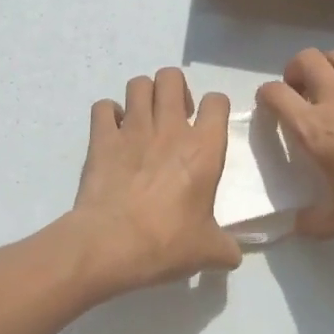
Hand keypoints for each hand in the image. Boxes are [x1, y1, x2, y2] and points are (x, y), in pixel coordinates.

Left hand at [71, 67, 242, 291]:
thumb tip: (233, 256)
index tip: (208, 124)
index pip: (217, 102)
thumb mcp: (207, 251)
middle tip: (173, 116)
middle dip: (174, 89)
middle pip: (171, 77)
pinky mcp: (101, 138)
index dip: (214, 107)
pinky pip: (103, 107)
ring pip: (138, 84)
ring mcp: (132, 129)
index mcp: (204, 149)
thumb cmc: (166, 243)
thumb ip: (225, 248)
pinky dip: (108, 114)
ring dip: (142, 96)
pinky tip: (112, 132)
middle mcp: (170, 128)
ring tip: (143, 119)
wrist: (111, 244)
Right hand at [256, 48, 333, 239]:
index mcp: (316, 129)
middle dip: (294, 71)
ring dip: (325, 66)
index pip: (276, 94)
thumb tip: (295, 225)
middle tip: (299, 93)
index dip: (266, 96)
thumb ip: (314, 222)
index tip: (269, 107)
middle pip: (306, 59)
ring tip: (329, 89)